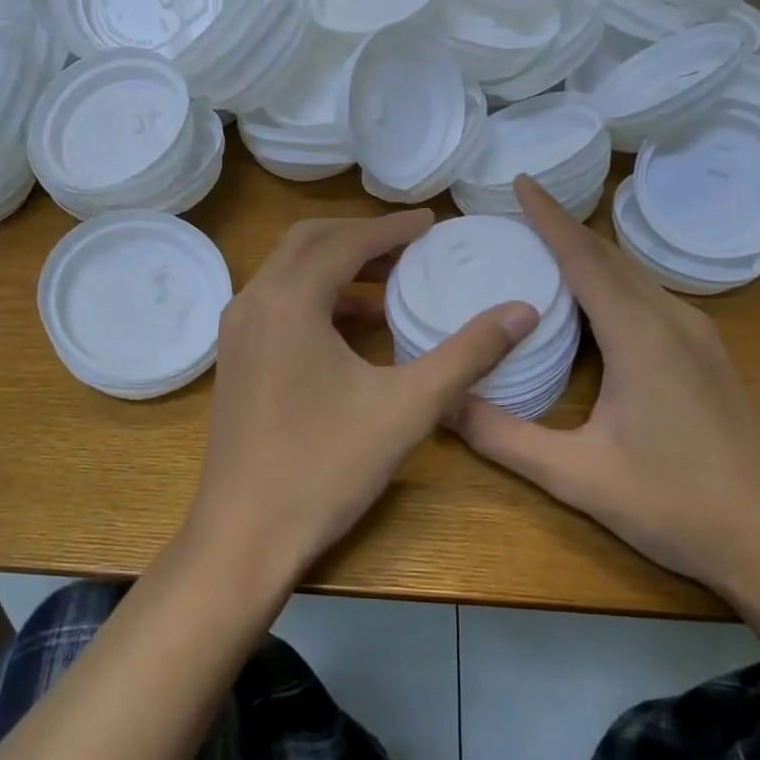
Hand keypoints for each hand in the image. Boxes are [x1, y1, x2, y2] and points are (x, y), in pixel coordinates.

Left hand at [189, 210, 537, 583]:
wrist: (245, 537)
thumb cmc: (326, 467)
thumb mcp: (408, 407)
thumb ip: (468, 353)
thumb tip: (523, 310)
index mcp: (289, 300)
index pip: (346, 242)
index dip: (393, 228)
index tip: (432, 222)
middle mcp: (253, 302)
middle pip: (309, 243)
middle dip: (362, 238)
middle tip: (411, 244)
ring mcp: (237, 332)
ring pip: (290, 274)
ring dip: (339, 268)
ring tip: (391, 284)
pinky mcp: (236, 360)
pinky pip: (279, 306)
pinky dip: (318, 300)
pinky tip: (358, 331)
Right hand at [449, 177, 759, 593]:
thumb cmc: (676, 505)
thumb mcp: (578, 476)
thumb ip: (504, 438)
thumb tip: (442, 404)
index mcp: (640, 335)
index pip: (584, 257)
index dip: (549, 216)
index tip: (521, 181)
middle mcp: (672, 320)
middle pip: (611, 256)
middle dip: (565, 229)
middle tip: (519, 216)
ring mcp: (698, 337)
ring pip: (635, 276)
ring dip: (591, 255)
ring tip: (547, 251)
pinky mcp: (708, 357)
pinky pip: (651, 298)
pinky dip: (614, 283)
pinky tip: (596, 307)